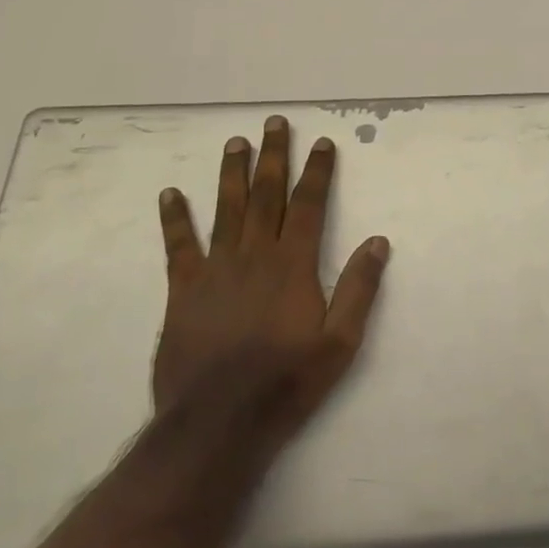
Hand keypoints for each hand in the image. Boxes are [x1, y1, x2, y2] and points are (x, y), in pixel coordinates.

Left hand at [153, 115, 388, 461]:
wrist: (218, 423)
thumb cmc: (287, 382)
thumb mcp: (340, 342)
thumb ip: (359, 288)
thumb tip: (377, 241)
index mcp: (294, 266)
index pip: (309, 206)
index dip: (318, 172)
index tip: (323, 143)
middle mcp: (255, 256)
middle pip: (266, 196)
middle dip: (274, 157)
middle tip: (275, 124)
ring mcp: (215, 270)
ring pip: (226, 210)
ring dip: (232, 174)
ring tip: (235, 142)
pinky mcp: (183, 291)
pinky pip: (178, 246)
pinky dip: (175, 218)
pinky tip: (171, 194)